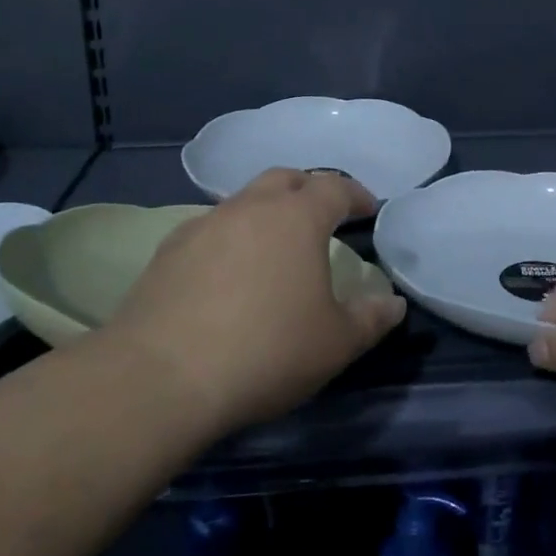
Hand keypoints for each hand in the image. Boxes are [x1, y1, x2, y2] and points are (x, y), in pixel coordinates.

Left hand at [108, 168, 408, 438]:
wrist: (162, 376)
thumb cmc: (266, 351)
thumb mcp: (335, 343)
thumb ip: (371, 319)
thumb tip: (393, 304)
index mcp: (297, 217)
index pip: (334, 187)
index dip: (355, 195)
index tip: (367, 209)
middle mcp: (250, 207)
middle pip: (285, 179)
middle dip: (308, 190)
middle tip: (321, 216)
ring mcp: (204, 224)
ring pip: (244, 201)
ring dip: (266, 213)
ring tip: (274, 246)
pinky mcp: (168, 250)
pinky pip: (210, 229)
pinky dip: (230, 238)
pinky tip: (227, 273)